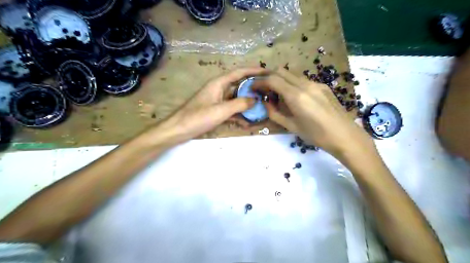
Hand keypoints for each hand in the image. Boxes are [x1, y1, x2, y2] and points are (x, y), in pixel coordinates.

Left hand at [146, 67, 265, 144]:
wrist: (179, 130)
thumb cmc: (198, 117)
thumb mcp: (221, 110)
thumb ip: (239, 104)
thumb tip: (255, 99)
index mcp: (218, 83)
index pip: (239, 72)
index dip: (253, 70)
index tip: (267, 72)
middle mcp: (219, 89)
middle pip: (239, 85)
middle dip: (253, 88)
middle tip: (268, 92)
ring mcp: (217, 101)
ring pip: (236, 99)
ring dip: (248, 103)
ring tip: (262, 107)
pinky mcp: (216, 111)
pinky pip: (231, 110)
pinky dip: (239, 114)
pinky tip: (248, 122)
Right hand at [251, 67, 376, 159]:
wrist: (345, 136)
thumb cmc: (316, 135)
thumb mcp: (291, 127)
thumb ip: (275, 113)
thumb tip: (265, 103)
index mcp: (296, 96)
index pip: (272, 80)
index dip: (259, 82)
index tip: (253, 88)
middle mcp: (306, 84)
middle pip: (281, 71)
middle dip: (268, 77)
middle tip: (263, 89)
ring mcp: (316, 83)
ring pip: (292, 74)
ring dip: (280, 79)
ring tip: (276, 94)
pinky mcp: (323, 86)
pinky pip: (302, 79)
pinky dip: (291, 83)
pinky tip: (293, 97)